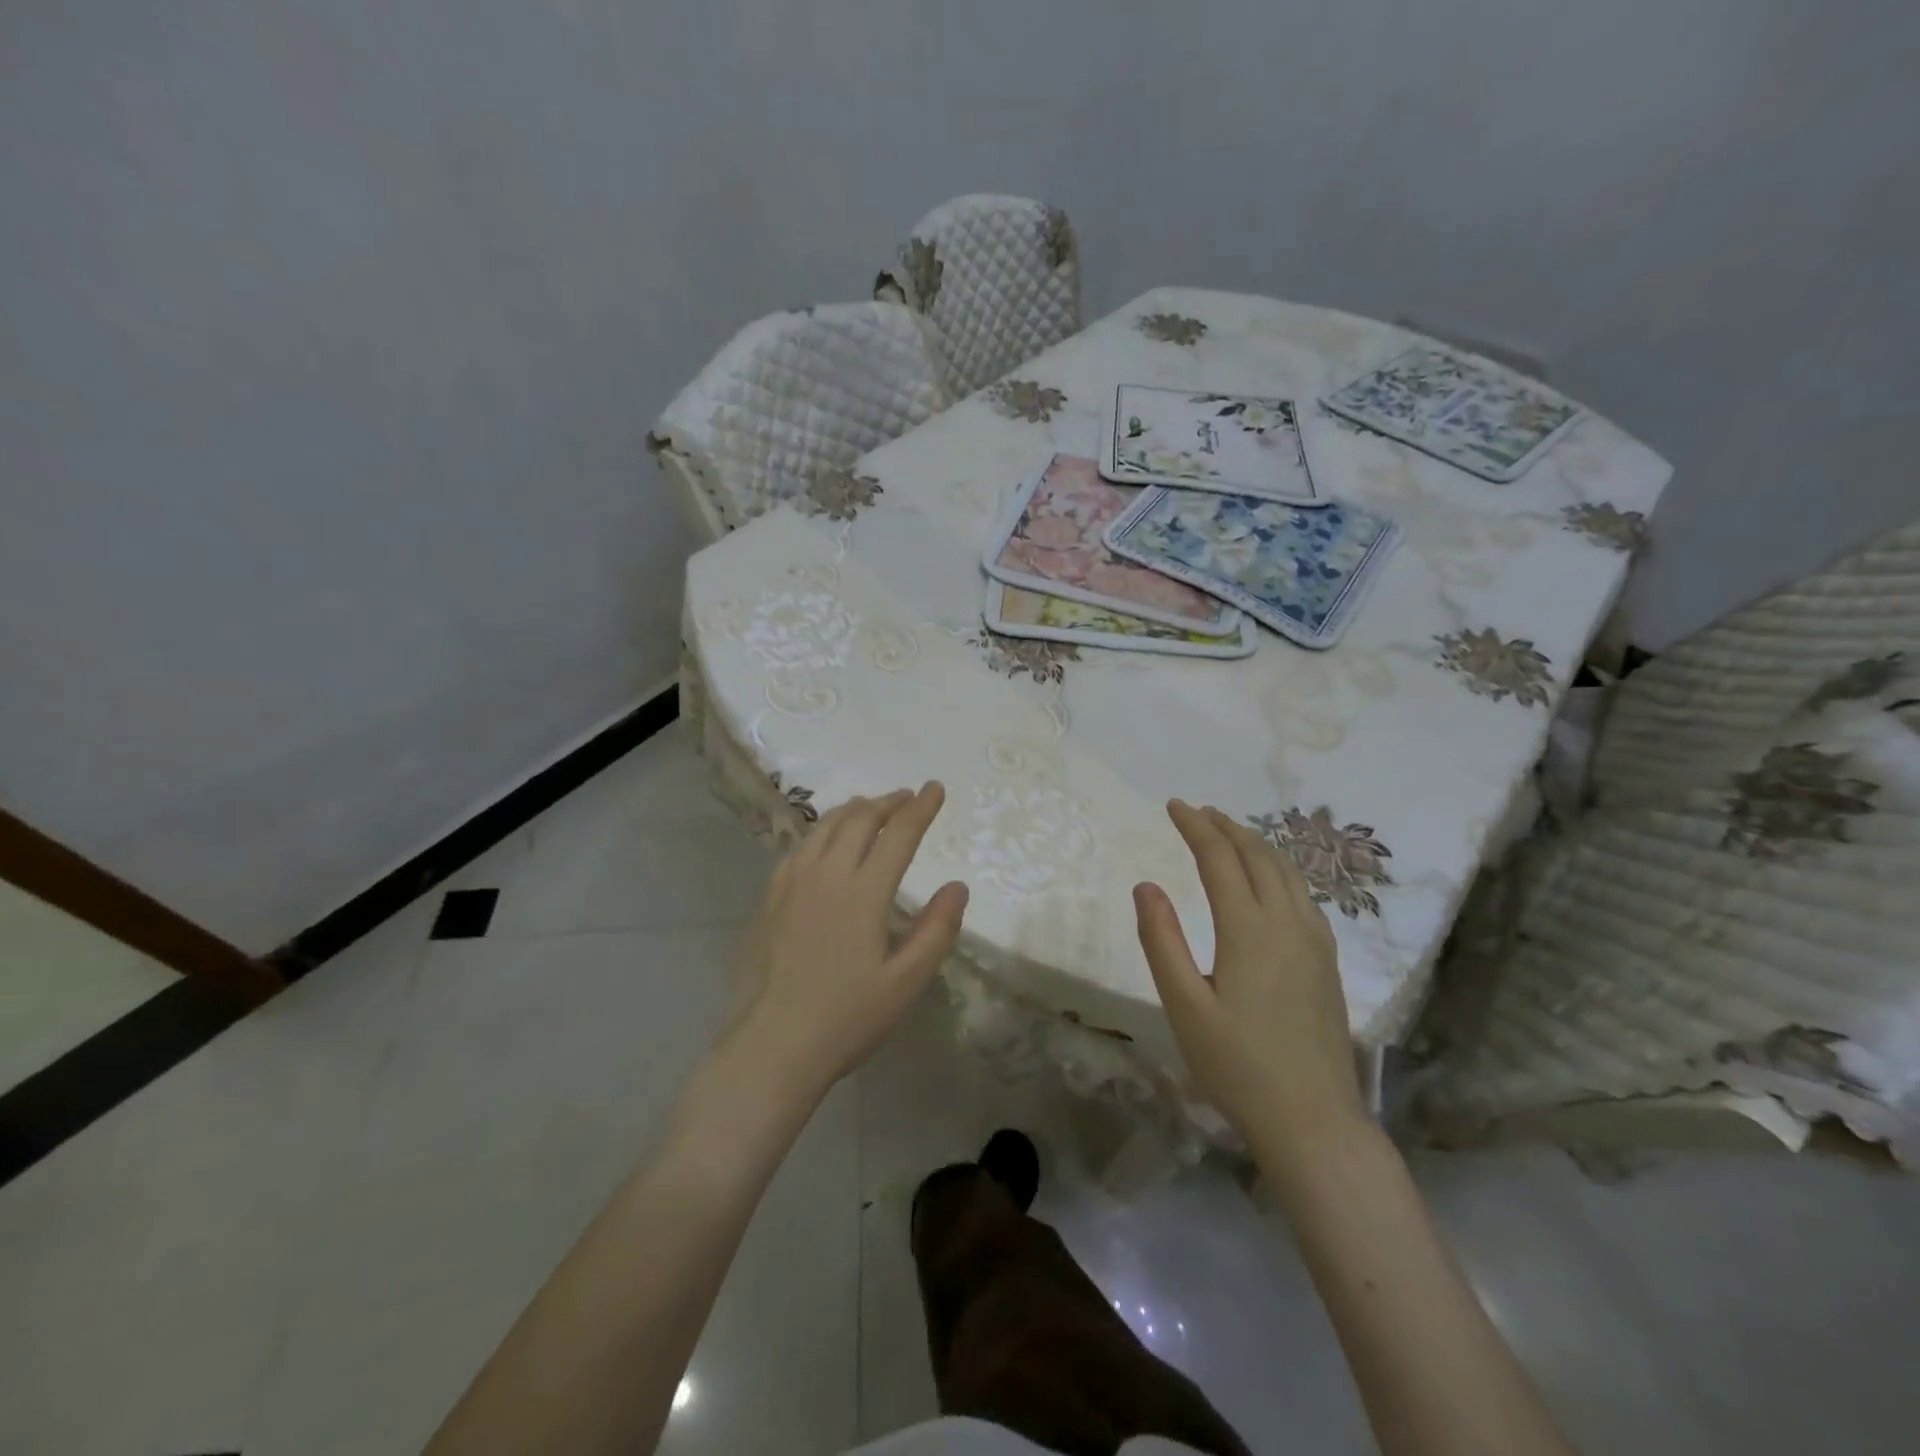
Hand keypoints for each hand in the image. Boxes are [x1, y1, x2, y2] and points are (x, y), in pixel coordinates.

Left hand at [728, 783, 968, 1097]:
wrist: (773, 1045)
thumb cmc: (847, 1018)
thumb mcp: (906, 982)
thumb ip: (936, 930)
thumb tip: (957, 886)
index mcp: (863, 893)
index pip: (898, 834)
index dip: (920, 808)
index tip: (935, 788)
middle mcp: (826, 875)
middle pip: (860, 819)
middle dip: (888, 802)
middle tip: (907, 797)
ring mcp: (792, 882)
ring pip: (826, 826)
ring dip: (855, 809)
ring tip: (872, 807)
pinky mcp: (770, 896)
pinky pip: (801, 846)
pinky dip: (823, 830)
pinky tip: (827, 840)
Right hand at [1133, 800, 1363, 1156]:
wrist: (1313, 1120)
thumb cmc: (1237, 1065)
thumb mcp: (1184, 1006)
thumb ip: (1162, 941)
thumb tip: (1146, 885)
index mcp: (1249, 929)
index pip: (1220, 858)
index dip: (1196, 827)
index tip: (1174, 805)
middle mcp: (1288, 923)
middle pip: (1259, 855)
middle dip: (1226, 827)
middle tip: (1198, 812)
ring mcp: (1315, 942)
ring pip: (1287, 872)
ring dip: (1256, 844)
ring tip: (1230, 833)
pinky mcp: (1327, 961)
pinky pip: (1303, 894)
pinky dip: (1279, 869)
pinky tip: (1269, 881)